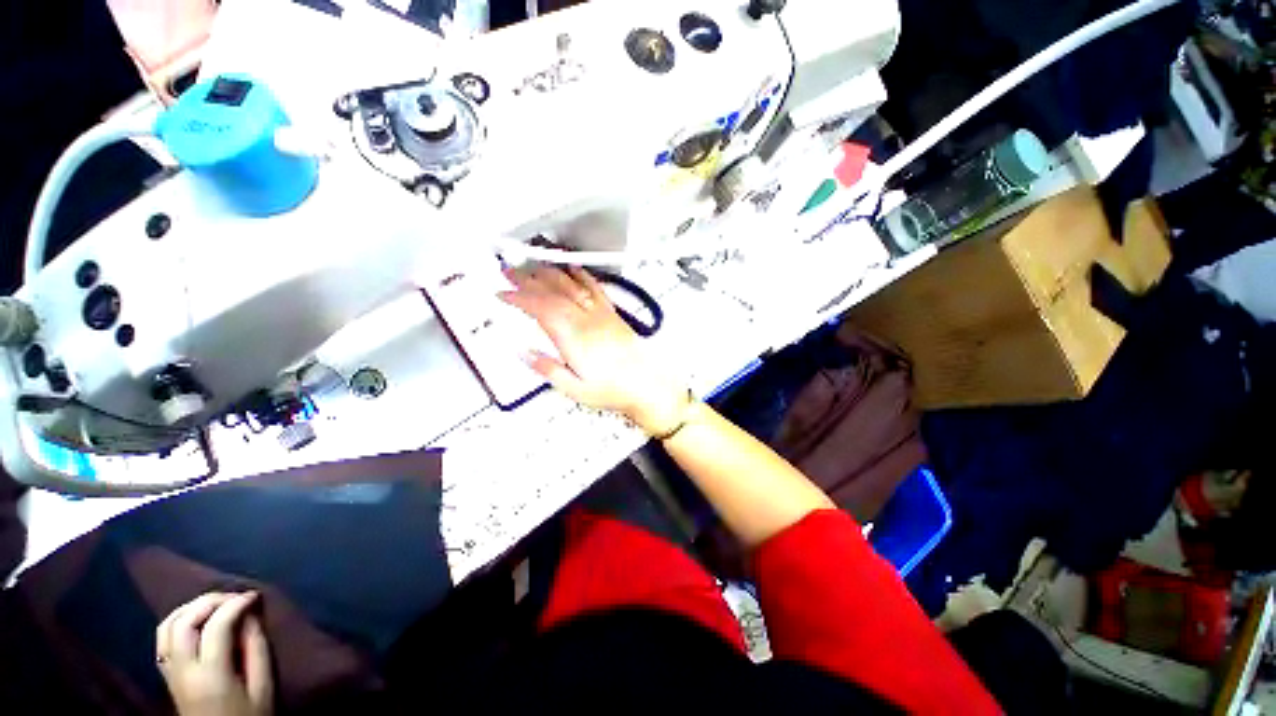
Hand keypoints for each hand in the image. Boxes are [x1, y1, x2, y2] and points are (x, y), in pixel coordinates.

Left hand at [156, 592, 273, 715]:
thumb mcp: (262, 688)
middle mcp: (183, 670)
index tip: (254, 596)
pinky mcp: (167, 675)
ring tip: (215, 603)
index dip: (235, 605)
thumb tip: (252, 616)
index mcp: (210, 675)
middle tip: (234, 596)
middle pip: (184, 622)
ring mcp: (170, 673)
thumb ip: (257, 650)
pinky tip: (195, 619)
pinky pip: (163, 638)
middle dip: (209, 601)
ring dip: (190, 608)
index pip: (216, 627)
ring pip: (167, 627)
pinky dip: (178, 620)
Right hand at [500, 265, 690, 434]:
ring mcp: (602, 314)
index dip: (518, 298)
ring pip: (572, 286)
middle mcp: (587, 320)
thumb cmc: (613, 391)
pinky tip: (573, 269)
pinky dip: (582, 276)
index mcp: (574, 337)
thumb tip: (523, 352)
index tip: (502, 294)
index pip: (541, 308)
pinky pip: (596, 289)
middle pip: (553, 291)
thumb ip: (547, 369)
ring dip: (550, 273)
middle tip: (509, 272)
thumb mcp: (574, 389)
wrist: (647, 386)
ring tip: (533, 266)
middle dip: (528, 279)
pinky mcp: (613, 315)